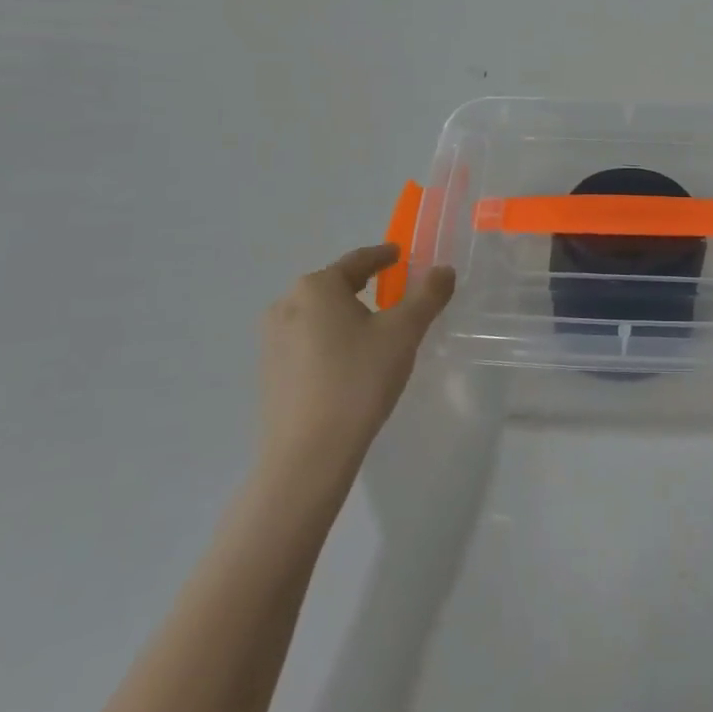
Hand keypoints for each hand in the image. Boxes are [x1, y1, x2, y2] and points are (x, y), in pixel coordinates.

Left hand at [257, 245, 455, 470]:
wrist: (308, 455)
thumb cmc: (358, 380)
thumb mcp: (403, 332)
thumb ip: (428, 295)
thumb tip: (443, 270)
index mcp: (317, 287)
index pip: (357, 260)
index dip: (382, 256)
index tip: (399, 255)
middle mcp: (287, 305)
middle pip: (334, 286)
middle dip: (363, 286)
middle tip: (392, 292)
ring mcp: (272, 340)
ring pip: (319, 315)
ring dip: (345, 315)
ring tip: (372, 329)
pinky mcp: (269, 372)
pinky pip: (306, 342)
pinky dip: (329, 341)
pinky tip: (347, 362)